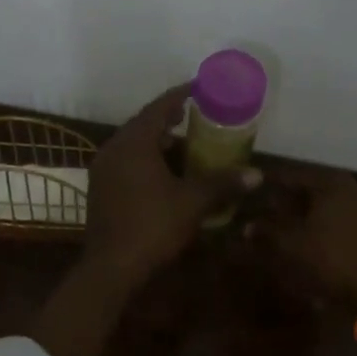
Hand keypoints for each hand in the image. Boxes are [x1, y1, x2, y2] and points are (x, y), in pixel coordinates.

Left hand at [83, 84, 259, 290]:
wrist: (110, 268)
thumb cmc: (152, 226)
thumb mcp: (192, 202)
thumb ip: (223, 183)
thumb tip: (257, 174)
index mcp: (134, 143)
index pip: (158, 107)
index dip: (180, 95)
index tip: (198, 87)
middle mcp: (113, 149)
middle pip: (143, 123)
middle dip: (168, 117)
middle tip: (193, 114)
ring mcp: (102, 169)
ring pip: (132, 143)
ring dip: (156, 139)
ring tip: (182, 143)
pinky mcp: (99, 188)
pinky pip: (124, 160)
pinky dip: (144, 157)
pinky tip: (162, 172)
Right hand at [251, 167, 356, 305]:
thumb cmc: (330, 259)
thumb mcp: (291, 246)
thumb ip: (267, 232)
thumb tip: (247, 226)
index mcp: (331, 182)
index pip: (293, 177)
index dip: (271, 187)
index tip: (254, 194)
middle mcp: (353, 187)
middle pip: (313, 189)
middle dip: (290, 200)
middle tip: (269, 211)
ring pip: (330, 204)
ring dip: (309, 213)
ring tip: (289, 227)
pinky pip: (344, 219)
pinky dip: (327, 225)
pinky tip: (314, 239)